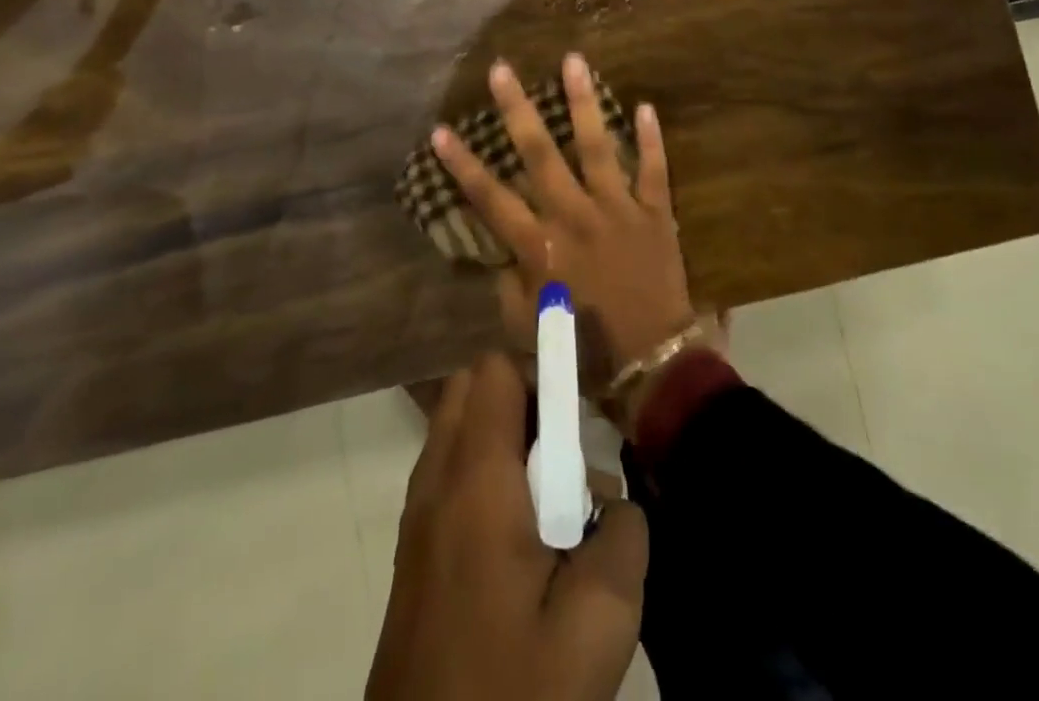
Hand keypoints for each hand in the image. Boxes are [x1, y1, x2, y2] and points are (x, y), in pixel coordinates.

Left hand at [366, 353, 647, 700]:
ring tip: (553, 497)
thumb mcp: (597, 625)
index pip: (496, 369)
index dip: (542, 370)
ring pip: (458, 427)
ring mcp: (417, 513)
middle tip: (567, 451)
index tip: (580, 410)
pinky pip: (450, 471)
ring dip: (505, 435)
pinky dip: (486, 471)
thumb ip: (623, 539)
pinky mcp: (414, 548)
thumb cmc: (511, 690)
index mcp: (476, 479)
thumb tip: (617, 504)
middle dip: (523, 397)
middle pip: (471, 387)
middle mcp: (436, 478)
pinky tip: (523, 538)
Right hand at [432, 54, 695, 389]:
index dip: (462, 165)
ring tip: (574, 60)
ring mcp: (617, 209)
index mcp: (541, 245)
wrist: (653, 363)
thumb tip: (500, 253)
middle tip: (502, 69)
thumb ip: (511, 284)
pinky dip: (651, 139)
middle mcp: (574, 216)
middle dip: (517, 110)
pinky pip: (654, 169)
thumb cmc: (586, 350)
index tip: (440, 130)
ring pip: (596, 146)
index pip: (491, 198)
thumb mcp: (530, 325)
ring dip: (583, 103)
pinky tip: (645, 105)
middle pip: (539, 155)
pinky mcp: (654, 212)